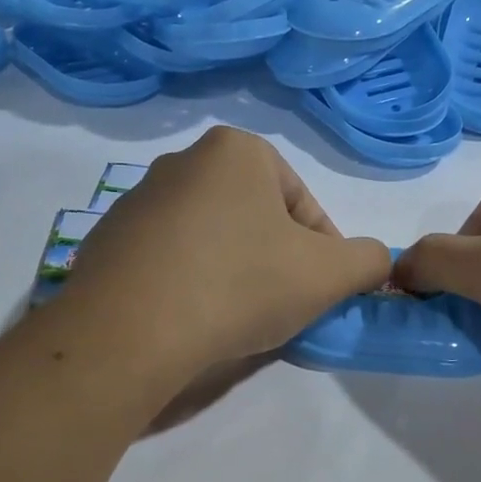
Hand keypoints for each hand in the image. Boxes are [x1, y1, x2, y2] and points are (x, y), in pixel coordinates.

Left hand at [62, 127, 392, 380]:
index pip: (301, 204)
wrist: (129, 331)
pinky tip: (191, 320)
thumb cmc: (240, 285)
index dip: (323, 253)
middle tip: (282, 308)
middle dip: (275, 261)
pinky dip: (188, 284)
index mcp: (236, 150)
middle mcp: (182, 161)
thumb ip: (367, 259)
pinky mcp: (106, 241)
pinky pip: (167, 260)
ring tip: (235, 319)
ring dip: (233, 272)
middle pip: (254, 219)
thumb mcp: (328, 274)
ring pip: (210, 239)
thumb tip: (374, 261)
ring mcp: (136, 201)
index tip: (321, 294)